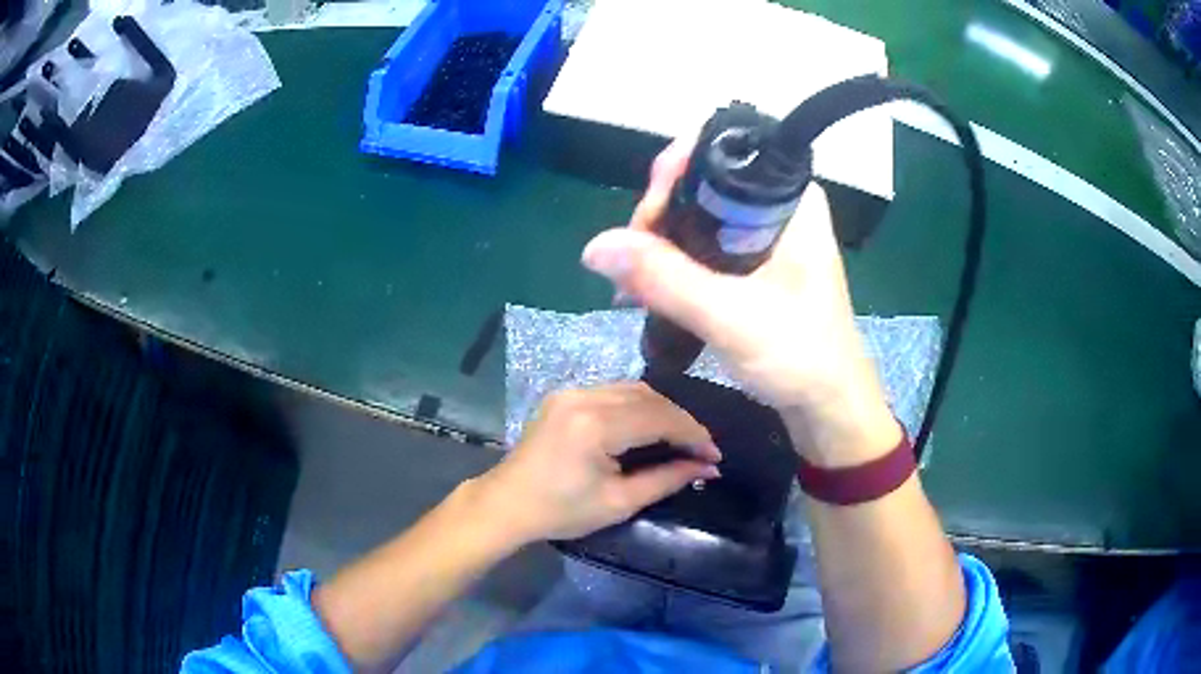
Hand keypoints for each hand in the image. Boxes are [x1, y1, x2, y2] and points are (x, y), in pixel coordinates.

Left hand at [471, 382, 721, 543]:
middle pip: (649, 397)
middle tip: (701, 449)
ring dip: (662, 410)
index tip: (714, 455)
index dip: (693, 434)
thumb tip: (707, 467)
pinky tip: (649, 426)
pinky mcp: (565, 396)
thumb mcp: (619, 502)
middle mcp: (584, 397)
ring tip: (680, 438)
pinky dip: (638, 406)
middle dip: (681, 421)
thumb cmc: (562, 511)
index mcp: (595, 425)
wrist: (508, 503)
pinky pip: (614, 392)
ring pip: (633, 390)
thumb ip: (667, 479)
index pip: (659, 418)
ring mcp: (572, 392)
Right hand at [582, 138, 900, 466]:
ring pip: (699, 218)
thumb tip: (596, 246)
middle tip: (630, 263)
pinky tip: (648, 289)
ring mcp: (767, 238)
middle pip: (702, 185)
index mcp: (790, 199)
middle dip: (658, 217)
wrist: (830, 406)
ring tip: (629, 284)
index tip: (643, 221)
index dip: (672, 176)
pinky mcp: (757, 266)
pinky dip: (675, 264)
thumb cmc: (800, 356)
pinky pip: (705, 247)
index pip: (718, 156)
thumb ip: (665, 278)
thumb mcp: (730, 316)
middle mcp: (779, 208)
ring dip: (660, 244)